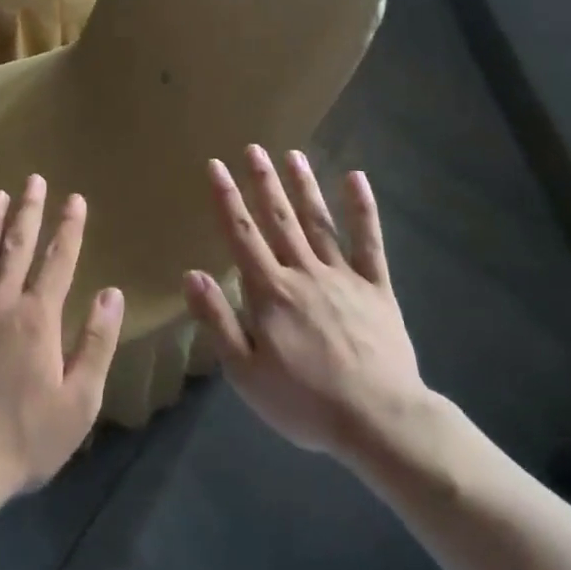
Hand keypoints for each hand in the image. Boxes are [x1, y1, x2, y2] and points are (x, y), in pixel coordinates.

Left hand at [0, 175, 125, 499]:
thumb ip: (97, 343)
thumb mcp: (79, 400)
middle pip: (16, 247)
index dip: (69, 228)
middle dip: (27, 211)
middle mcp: (0, 304)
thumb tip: (112, 294)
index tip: (75, 199)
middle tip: (33, 180)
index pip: (58, 260)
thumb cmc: (25, 437)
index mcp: (38, 318)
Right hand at [184, 146, 424, 458]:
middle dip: (263, 182)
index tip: (216, 166)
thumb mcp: (245, 373)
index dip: (227, 199)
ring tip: (292, 154)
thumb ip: (218, 320)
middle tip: (253, 148)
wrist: (379, 421)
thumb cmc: (305, 402)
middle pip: (279, 219)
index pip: (242, 235)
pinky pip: (369, 242)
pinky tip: (356, 179)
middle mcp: (304, 273)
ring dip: (303, 187)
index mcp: (270, 292)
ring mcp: (343, 277)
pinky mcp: (377, 288)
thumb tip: (190, 274)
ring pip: (318, 222)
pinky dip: (363, 209)